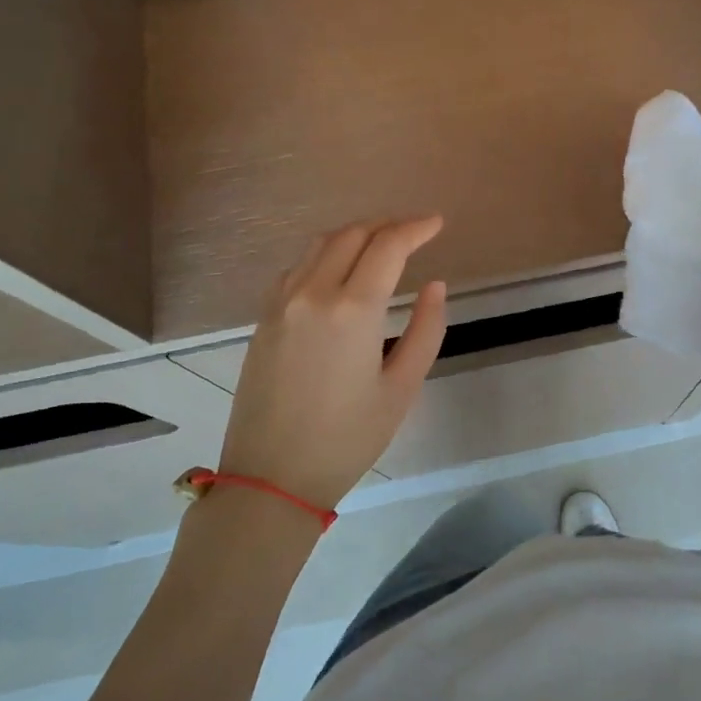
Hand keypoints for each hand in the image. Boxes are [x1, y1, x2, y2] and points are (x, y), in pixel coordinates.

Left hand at [217, 216, 447, 510]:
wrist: (272, 477)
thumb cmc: (348, 438)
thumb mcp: (402, 388)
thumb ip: (426, 329)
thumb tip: (434, 285)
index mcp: (353, 310)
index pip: (388, 246)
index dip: (416, 228)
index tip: (437, 223)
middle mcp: (312, 292)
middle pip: (352, 235)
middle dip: (387, 226)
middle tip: (414, 232)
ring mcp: (281, 302)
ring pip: (320, 245)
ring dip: (355, 235)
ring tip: (381, 244)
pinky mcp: (263, 317)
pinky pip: (297, 267)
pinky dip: (325, 255)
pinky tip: (340, 271)